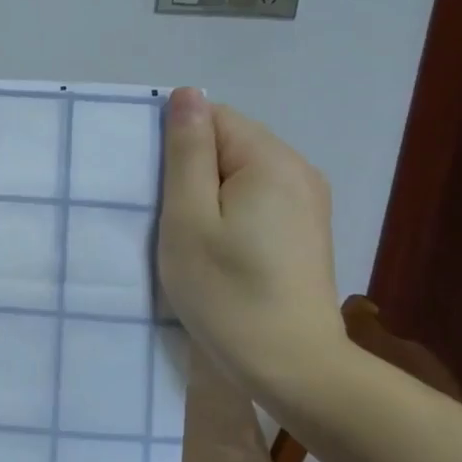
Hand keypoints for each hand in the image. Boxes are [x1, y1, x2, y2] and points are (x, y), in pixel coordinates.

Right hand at [157, 88, 348, 386]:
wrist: (292, 366)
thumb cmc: (227, 292)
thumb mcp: (188, 219)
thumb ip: (186, 153)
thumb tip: (187, 94)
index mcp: (270, 160)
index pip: (212, 117)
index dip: (175, 145)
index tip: (154, 187)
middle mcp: (298, 170)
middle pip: (228, 143)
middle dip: (190, 170)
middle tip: (164, 216)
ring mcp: (307, 201)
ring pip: (240, 172)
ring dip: (207, 194)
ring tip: (186, 234)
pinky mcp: (305, 229)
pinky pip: (256, 197)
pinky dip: (229, 212)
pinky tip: (217, 248)